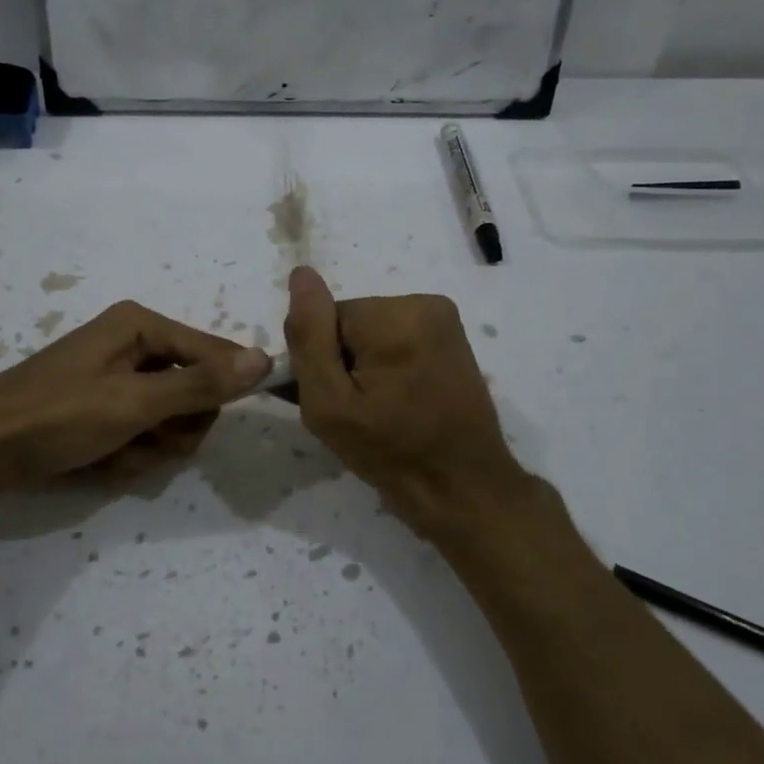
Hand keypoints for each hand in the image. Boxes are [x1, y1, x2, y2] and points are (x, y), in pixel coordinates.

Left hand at [0, 300, 269, 491]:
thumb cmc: (59, 415)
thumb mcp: (135, 402)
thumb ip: (201, 384)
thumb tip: (264, 359)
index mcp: (140, 326)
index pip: (213, 352)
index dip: (221, 389)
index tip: (213, 419)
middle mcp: (133, 345)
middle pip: (195, 390)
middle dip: (175, 427)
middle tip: (147, 439)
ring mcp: (118, 380)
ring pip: (171, 420)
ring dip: (150, 447)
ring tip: (115, 453)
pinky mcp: (104, 410)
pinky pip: (142, 433)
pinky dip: (129, 454)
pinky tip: (100, 461)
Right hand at [283, 266, 535, 536]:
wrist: (462, 488)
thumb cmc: (391, 453)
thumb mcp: (329, 404)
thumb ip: (309, 338)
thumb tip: (301, 275)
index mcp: (394, 317)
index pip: (324, 320)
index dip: (320, 362)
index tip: (334, 401)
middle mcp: (424, 304)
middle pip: (349, 323)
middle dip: (344, 362)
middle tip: (355, 411)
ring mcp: (444, 319)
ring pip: (370, 332)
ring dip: (365, 366)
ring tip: (378, 409)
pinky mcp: (452, 337)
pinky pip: (396, 338)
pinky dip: (388, 366)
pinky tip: (397, 400)